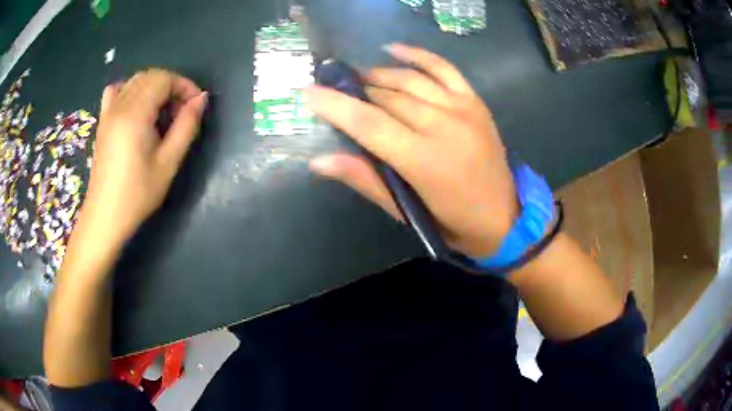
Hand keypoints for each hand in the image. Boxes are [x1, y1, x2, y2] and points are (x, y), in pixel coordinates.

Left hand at [84, 69, 207, 241]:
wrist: (105, 216)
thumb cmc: (137, 194)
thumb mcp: (168, 163)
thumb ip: (187, 126)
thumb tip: (201, 99)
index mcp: (135, 113)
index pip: (164, 79)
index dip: (184, 86)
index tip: (196, 106)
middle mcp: (120, 105)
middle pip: (151, 76)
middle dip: (171, 86)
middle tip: (181, 112)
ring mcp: (108, 112)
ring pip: (135, 81)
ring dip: (154, 88)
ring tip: (162, 112)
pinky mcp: (102, 121)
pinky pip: (116, 91)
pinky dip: (131, 90)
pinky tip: (136, 107)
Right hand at [306, 44, 517, 257]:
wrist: (505, 217)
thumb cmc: (452, 223)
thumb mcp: (406, 211)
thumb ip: (365, 180)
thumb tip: (319, 160)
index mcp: (424, 161)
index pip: (368, 123)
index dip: (335, 105)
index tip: (308, 92)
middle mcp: (443, 126)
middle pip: (386, 97)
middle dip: (354, 91)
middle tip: (332, 88)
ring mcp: (462, 109)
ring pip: (409, 80)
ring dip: (377, 74)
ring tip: (355, 76)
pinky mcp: (475, 102)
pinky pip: (443, 68)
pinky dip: (417, 55)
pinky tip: (393, 49)